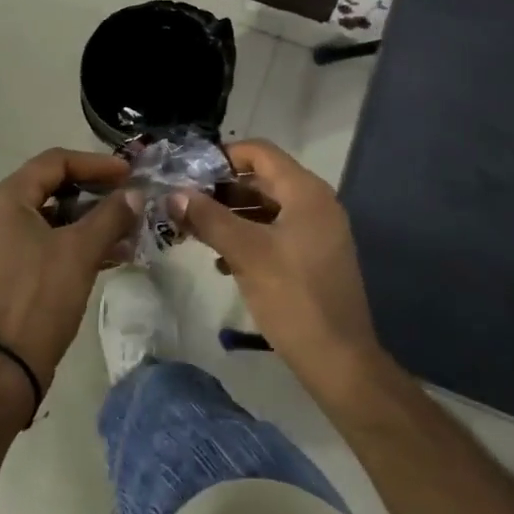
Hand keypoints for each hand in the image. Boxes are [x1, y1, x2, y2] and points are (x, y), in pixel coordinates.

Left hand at [0, 148, 138, 406]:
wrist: (3, 368)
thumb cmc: (39, 297)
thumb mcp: (81, 251)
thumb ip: (111, 215)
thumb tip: (136, 194)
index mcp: (6, 199)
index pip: (55, 161)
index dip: (96, 163)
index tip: (130, 173)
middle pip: (54, 187)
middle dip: (97, 192)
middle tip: (131, 197)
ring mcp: (0, 244)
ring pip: (53, 218)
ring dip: (91, 220)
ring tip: (130, 230)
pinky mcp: (8, 270)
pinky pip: (47, 242)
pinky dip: (77, 243)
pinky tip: (112, 255)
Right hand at [172, 139, 387, 400]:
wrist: (339, 360)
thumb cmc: (293, 297)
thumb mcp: (246, 253)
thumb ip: (209, 219)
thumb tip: (173, 194)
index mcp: (306, 191)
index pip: (260, 152)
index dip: (223, 156)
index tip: (188, 173)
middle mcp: (315, 203)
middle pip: (262, 179)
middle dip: (222, 189)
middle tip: (184, 203)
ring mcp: (317, 230)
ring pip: (266, 207)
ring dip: (231, 214)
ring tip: (195, 230)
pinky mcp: (313, 256)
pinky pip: (275, 232)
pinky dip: (248, 237)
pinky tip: (221, 260)